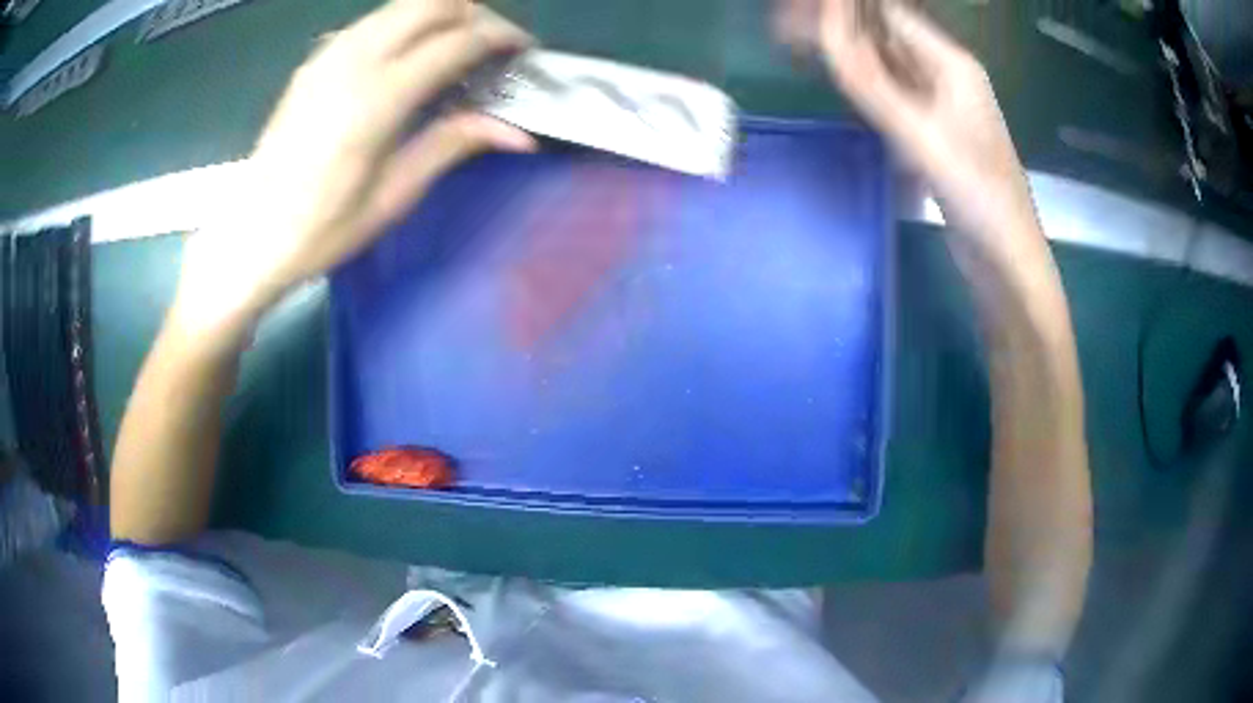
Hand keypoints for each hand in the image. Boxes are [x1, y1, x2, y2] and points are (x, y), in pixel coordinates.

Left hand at [179, 0, 535, 327]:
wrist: (250, 236)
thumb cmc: (320, 230)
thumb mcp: (392, 197)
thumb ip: (452, 145)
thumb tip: (519, 133)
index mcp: (377, 99)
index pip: (457, 40)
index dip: (500, 36)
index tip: (523, 50)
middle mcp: (353, 60)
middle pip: (433, 3)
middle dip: (475, 14)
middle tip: (493, 45)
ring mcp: (329, 54)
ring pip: (401, 4)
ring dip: (441, 14)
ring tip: (457, 46)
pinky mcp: (314, 60)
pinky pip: (372, 20)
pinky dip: (405, 24)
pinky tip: (409, 55)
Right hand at [775, 0, 1037, 243]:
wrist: (1006, 258)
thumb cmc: (978, 195)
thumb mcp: (922, 136)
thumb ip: (872, 83)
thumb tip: (825, 29)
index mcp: (951, 65)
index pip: (889, 16)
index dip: (842, 9)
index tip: (795, 11)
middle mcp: (945, 76)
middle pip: (884, 36)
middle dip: (837, 27)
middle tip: (782, 30)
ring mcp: (939, 105)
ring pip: (885, 65)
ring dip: (845, 53)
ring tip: (796, 47)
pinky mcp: (932, 132)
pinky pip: (891, 94)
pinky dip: (861, 84)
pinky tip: (837, 82)